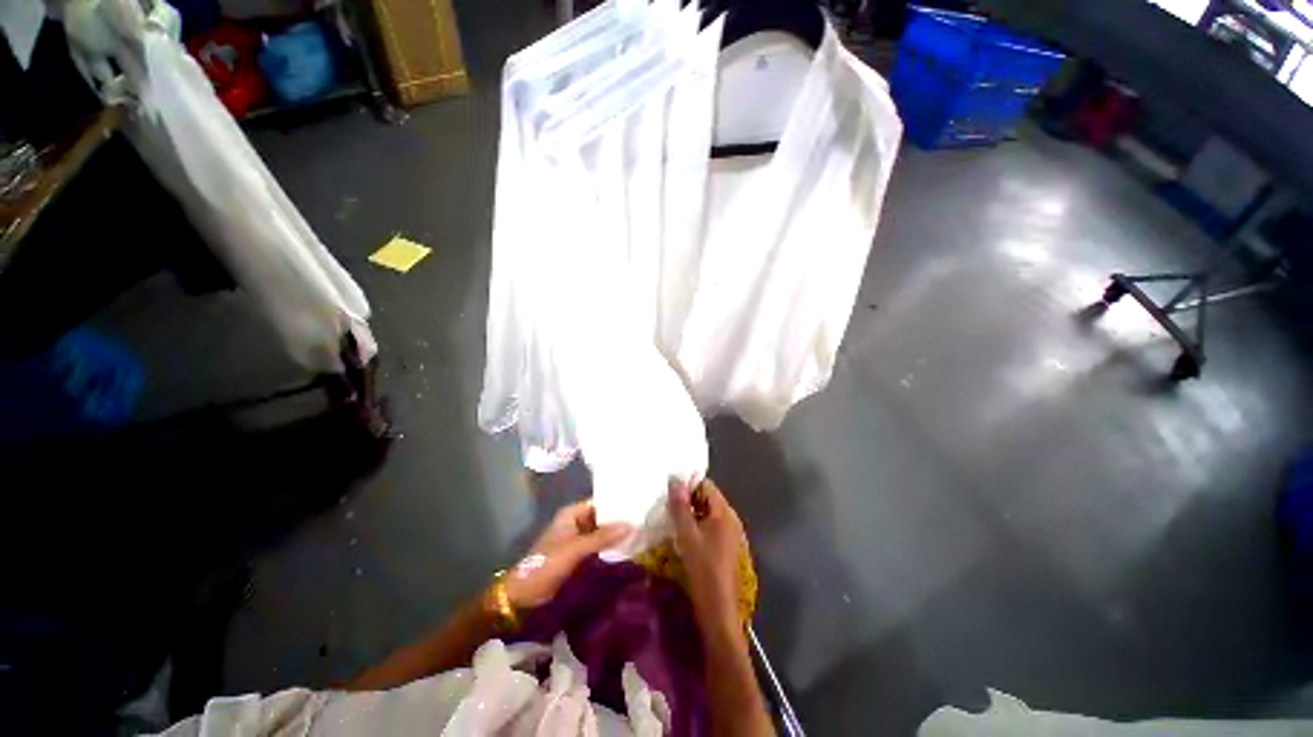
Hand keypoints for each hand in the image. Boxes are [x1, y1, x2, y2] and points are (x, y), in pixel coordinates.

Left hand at [502, 500, 631, 609]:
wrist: (526, 593)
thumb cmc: (548, 563)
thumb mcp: (576, 548)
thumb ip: (602, 537)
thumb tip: (631, 525)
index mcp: (571, 513)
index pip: (599, 502)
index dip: (616, 503)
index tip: (636, 503)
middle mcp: (575, 522)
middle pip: (601, 516)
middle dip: (618, 519)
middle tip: (642, 518)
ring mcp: (577, 538)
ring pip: (601, 531)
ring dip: (615, 533)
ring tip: (639, 530)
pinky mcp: (578, 554)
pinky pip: (598, 545)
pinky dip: (609, 545)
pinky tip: (626, 546)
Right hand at [667, 478, 747, 635]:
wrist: (719, 610)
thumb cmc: (704, 568)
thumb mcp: (687, 535)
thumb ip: (681, 507)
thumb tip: (675, 480)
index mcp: (725, 512)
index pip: (707, 485)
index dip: (688, 484)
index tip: (669, 488)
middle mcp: (730, 519)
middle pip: (707, 499)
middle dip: (688, 499)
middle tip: (665, 503)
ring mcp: (729, 534)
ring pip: (707, 514)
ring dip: (690, 514)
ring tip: (669, 517)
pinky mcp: (725, 548)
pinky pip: (709, 528)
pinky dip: (696, 527)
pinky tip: (681, 535)